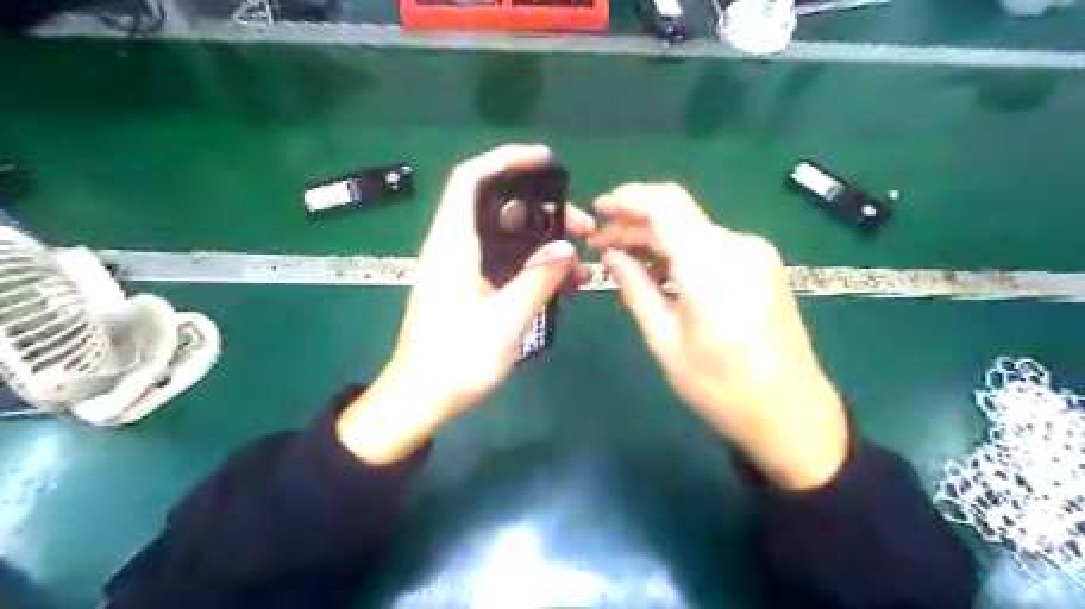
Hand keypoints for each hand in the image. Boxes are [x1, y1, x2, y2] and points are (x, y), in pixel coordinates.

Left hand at [337, 145, 591, 464]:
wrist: (420, 400)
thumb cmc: (454, 362)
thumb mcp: (504, 322)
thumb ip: (537, 281)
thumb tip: (565, 248)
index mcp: (453, 246)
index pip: (472, 180)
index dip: (507, 160)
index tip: (547, 162)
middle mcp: (455, 249)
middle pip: (499, 208)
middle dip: (544, 210)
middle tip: (582, 226)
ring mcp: (463, 269)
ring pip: (507, 239)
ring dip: (544, 243)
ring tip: (581, 261)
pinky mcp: (470, 288)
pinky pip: (507, 264)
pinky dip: (534, 267)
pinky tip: (564, 285)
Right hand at [590, 182, 851, 491]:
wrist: (791, 414)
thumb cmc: (721, 387)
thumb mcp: (665, 341)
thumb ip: (636, 289)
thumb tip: (611, 255)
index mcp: (710, 263)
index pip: (664, 203)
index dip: (627, 198)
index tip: (597, 210)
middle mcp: (737, 246)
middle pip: (676, 215)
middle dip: (634, 225)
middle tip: (600, 246)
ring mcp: (755, 254)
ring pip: (692, 230)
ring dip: (656, 239)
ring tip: (623, 262)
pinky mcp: (763, 266)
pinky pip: (712, 246)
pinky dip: (680, 252)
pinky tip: (660, 273)